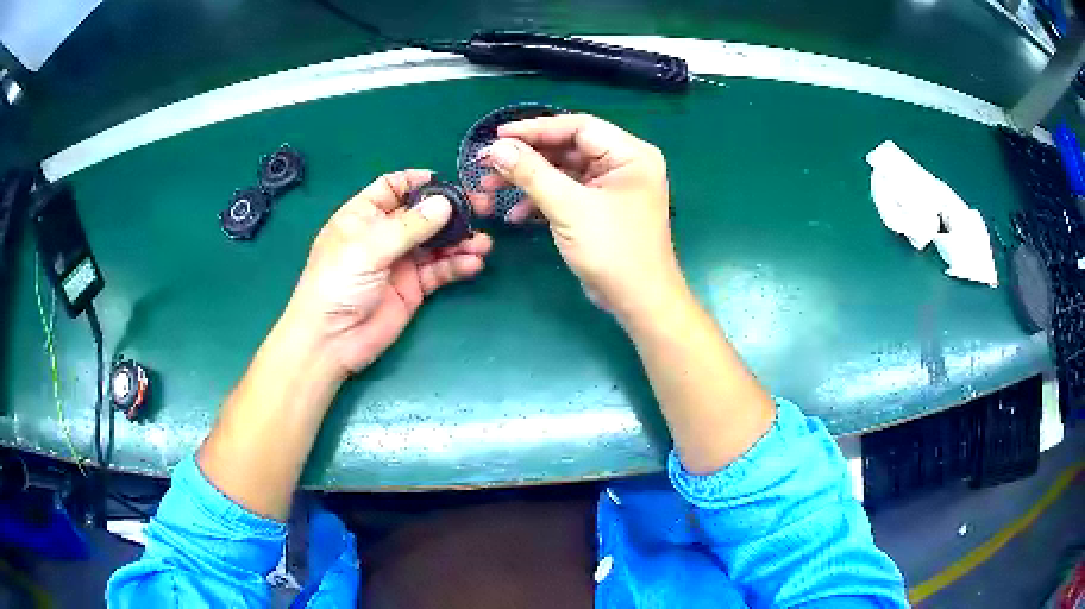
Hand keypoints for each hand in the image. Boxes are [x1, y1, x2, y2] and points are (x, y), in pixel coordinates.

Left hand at [285, 169, 491, 376]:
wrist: (332, 341)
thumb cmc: (338, 284)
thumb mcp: (369, 248)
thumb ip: (409, 226)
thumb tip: (445, 204)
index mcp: (364, 216)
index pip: (392, 188)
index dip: (417, 181)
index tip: (448, 182)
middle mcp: (384, 235)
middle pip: (421, 214)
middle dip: (450, 212)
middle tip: (481, 211)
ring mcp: (400, 262)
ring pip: (436, 243)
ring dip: (459, 241)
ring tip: (483, 244)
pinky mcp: (413, 288)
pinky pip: (439, 271)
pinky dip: (457, 266)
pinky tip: (473, 264)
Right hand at [471, 114, 683, 322]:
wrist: (638, 302)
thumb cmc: (613, 250)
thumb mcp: (569, 208)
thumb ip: (531, 173)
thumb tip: (496, 148)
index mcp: (629, 154)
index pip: (577, 127)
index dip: (535, 129)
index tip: (498, 135)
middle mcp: (623, 164)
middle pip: (567, 148)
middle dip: (526, 157)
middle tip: (487, 164)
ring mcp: (611, 187)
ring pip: (562, 171)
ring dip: (528, 180)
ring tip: (490, 188)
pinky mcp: (599, 208)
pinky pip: (566, 193)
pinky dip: (541, 200)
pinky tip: (514, 214)